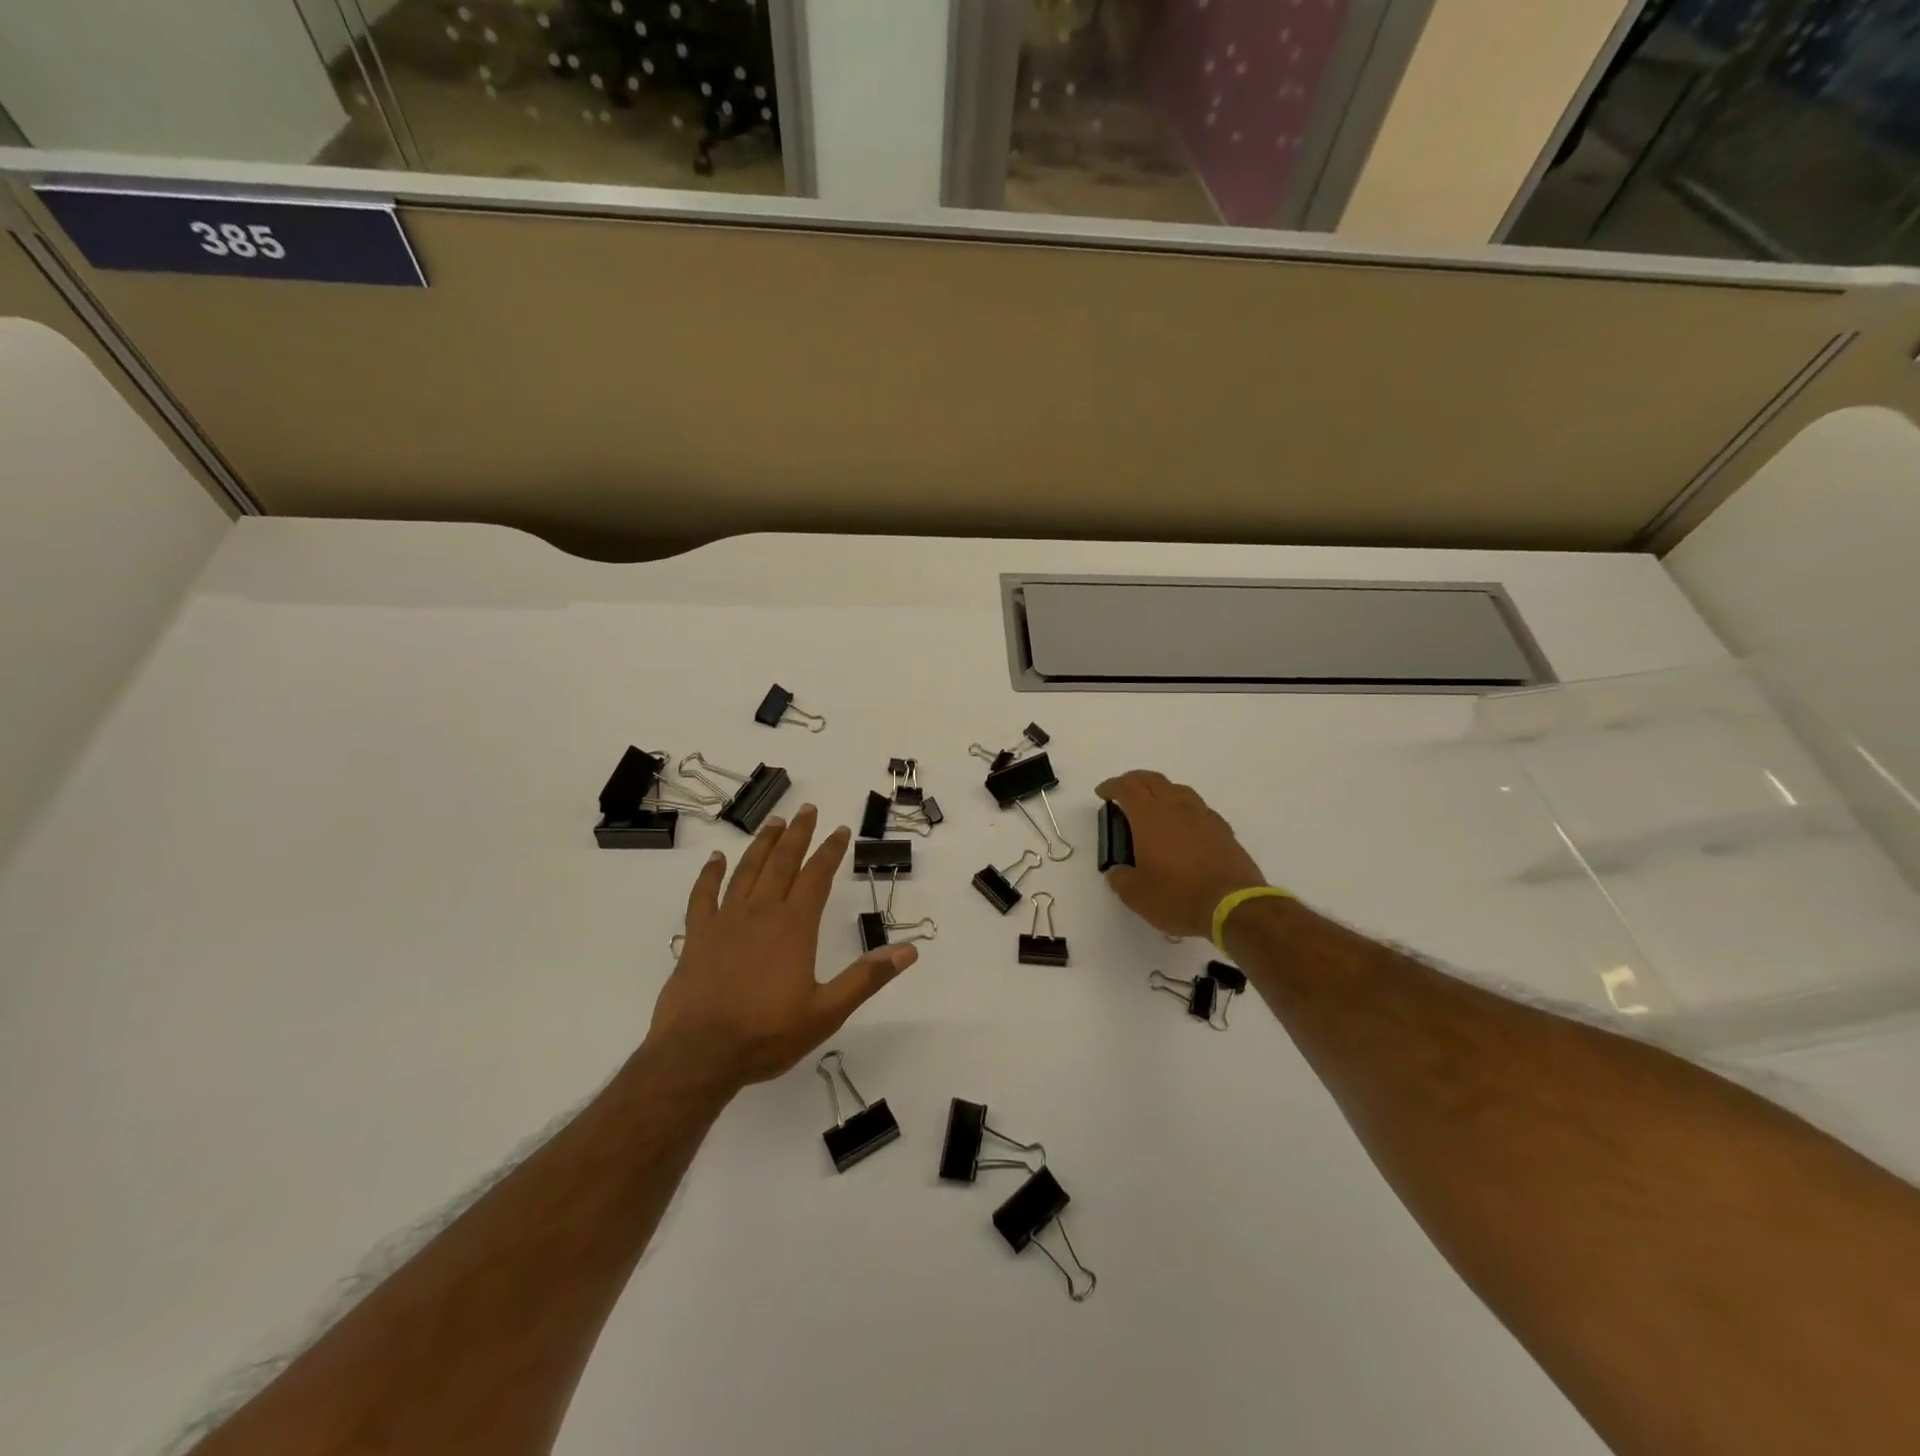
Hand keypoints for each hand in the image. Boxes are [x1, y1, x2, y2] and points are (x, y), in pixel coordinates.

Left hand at [644, 806, 917, 1095]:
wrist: (698, 1055)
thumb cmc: (766, 1034)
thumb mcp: (827, 1012)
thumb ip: (866, 978)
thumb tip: (908, 951)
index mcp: (794, 926)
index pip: (817, 876)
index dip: (830, 851)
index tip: (840, 830)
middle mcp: (761, 912)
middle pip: (782, 862)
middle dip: (798, 834)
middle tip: (807, 810)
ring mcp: (725, 921)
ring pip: (747, 870)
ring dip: (762, 844)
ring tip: (774, 822)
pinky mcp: (697, 935)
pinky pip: (703, 895)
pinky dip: (710, 874)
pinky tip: (716, 859)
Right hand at [1095, 770, 1266, 939]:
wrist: (1233, 906)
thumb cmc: (1177, 896)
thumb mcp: (1136, 895)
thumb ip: (1121, 879)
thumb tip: (1118, 871)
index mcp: (1150, 817)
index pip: (1127, 788)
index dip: (1112, 786)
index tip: (1102, 793)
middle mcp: (1176, 808)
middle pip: (1152, 780)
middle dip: (1134, 781)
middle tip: (1123, 791)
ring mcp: (1203, 816)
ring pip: (1178, 789)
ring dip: (1160, 790)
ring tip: (1153, 805)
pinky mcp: (1222, 829)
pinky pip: (1198, 808)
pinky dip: (1183, 808)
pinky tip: (1183, 826)